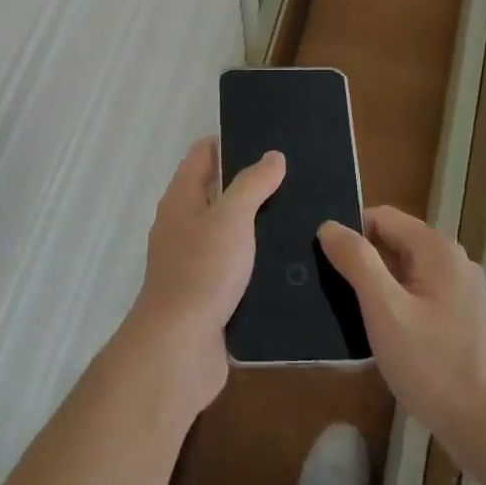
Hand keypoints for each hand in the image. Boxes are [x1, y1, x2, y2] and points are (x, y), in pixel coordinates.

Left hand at [123, 137, 284, 412]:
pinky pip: (239, 267)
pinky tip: (293, 260)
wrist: (180, 348)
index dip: (230, 141)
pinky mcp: (211, 293)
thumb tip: (273, 155)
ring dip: (260, 225)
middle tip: (297, 177)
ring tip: (305, 214)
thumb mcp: (231, 218)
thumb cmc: (202, 271)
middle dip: (252, 183)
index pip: (202, 155)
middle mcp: (184, 226)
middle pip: (218, 192)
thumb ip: (252, 185)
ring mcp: (196, 262)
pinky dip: (260, 260)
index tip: (268, 137)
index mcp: (182, 200)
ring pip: (231, 232)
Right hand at [318, 207, 485, 464]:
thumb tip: (329, 226)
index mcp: (438, 251)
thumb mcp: (385, 311)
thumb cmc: (432, 366)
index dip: (350, 230)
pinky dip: (398, 304)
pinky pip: (421, 295)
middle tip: (328, 285)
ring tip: (346, 309)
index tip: (322, 255)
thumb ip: (357, 262)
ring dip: (378, 284)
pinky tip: (379, 332)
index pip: (383, 217)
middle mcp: (455, 262)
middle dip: (363, 259)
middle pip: (396, 242)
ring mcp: (464, 292)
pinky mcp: (465, 319)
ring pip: (408, 272)